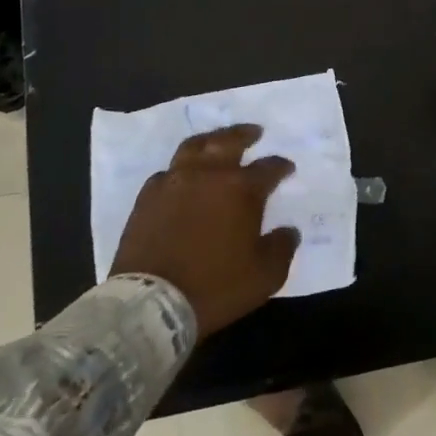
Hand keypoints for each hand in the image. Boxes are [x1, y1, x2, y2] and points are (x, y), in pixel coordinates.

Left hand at [110, 125, 298, 336]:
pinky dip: (180, 169)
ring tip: (217, 141)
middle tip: (254, 132)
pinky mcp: (147, 197)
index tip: (287, 168)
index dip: (281, 166)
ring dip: (211, 140)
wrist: (152, 303)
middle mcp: (208, 175)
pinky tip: (183, 177)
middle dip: (245, 134)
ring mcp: (174, 182)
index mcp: (241, 189)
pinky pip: (167, 172)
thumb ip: (282, 248)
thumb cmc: (215, 287)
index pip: (268, 168)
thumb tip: (288, 231)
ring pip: (194, 146)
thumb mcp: (265, 276)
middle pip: (229, 141)